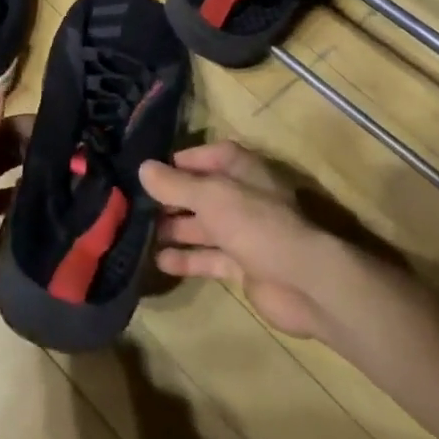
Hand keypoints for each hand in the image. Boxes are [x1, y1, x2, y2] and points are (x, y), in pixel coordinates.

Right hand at [140, 142, 333, 338]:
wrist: (303, 282)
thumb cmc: (255, 224)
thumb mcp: (210, 196)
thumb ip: (174, 184)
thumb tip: (142, 168)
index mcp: (242, 170)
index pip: (208, 155)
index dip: (180, 161)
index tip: (149, 171)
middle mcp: (243, 196)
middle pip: (201, 192)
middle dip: (171, 198)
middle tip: (134, 205)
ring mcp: (244, 232)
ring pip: (203, 226)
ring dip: (175, 229)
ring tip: (139, 233)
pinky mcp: (244, 266)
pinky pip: (209, 258)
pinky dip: (187, 259)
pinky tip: (159, 261)